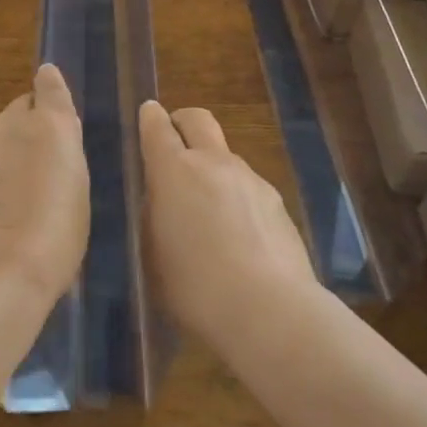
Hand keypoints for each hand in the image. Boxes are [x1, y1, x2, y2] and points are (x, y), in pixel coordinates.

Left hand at [0, 64, 89, 301]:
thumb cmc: (57, 235)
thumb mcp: (78, 189)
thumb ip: (63, 151)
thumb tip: (53, 131)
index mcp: (50, 125)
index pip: (48, 85)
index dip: (49, 87)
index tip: (48, 87)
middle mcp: (9, 124)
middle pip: (17, 114)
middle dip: (25, 131)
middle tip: (34, 168)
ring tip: (6, 201)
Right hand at [140, 101, 316, 348]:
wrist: (270, 313)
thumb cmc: (195, 288)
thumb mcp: (155, 253)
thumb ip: (157, 214)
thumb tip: (165, 198)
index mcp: (174, 170)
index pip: (157, 126)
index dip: (151, 117)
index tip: (149, 113)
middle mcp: (213, 162)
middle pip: (198, 119)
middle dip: (183, 122)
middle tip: (176, 142)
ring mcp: (250, 179)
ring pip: (225, 156)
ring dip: (213, 168)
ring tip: (209, 210)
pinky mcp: (277, 203)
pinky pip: (248, 187)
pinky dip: (237, 198)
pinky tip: (239, 236)